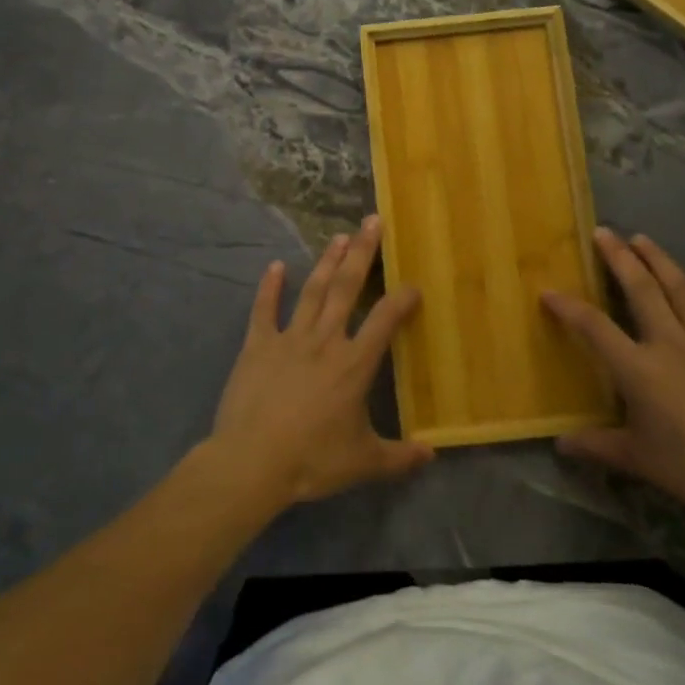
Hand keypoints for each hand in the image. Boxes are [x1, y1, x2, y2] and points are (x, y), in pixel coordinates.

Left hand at [209, 216, 432, 506]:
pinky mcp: (257, 346)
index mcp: (354, 364)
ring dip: (327, 262)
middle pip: (347, 288)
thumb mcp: (363, 463)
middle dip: (362, 253)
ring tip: (339, 237)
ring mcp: (289, 339)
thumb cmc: (312, 460)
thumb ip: (400, 457)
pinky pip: (264, 310)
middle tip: (371, 221)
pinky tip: (276, 265)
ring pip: (313, 291)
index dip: (402, 299)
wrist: (252, 462)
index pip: (385, 321)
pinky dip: (270, 287)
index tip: (414, 285)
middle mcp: (325, 341)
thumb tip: (432, 454)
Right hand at [543, 230, 684, 541]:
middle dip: (619, 258)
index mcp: (638, 369)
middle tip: (603, 232)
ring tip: (642, 238)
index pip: (594, 328)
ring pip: (680, 289)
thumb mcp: (636, 458)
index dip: (568, 307)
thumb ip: (596, 445)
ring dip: (659, 260)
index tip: (548, 292)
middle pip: (640, 290)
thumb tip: (561, 444)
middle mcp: (669, 343)